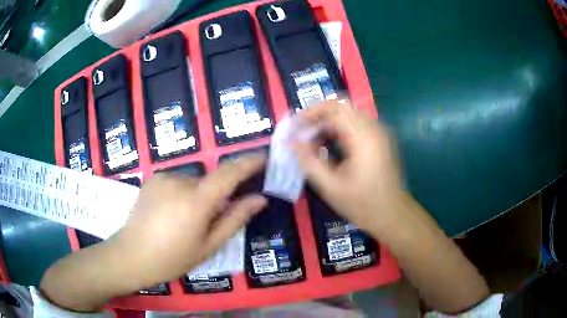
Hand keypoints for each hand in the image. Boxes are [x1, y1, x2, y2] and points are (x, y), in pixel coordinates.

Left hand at [109, 156, 266, 288]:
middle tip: (209, 221)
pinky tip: (170, 214)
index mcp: (196, 201)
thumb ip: (235, 219)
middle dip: (217, 196)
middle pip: (210, 181)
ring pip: (193, 182)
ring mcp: (163, 177)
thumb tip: (259, 199)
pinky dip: (182, 193)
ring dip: (197, 196)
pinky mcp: (152, 179)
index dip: (249, 163)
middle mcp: (180, 181)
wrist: (131, 256)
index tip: (264, 159)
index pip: (229, 173)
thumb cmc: (172, 258)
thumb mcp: (209, 246)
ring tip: (185, 221)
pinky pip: (177, 182)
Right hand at [296, 99, 402, 234]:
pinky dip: (340, 127)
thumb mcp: (331, 187)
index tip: (295, 126)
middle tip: (302, 130)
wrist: (393, 215)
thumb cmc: (363, 204)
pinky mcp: (381, 139)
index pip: (334, 108)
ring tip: (312, 138)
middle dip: (319, 113)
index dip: (310, 112)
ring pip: (349, 112)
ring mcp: (379, 133)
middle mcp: (373, 129)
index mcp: (362, 138)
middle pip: (342, 105)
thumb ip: (309, 161)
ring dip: (329, 120)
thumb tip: (291, 143)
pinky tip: (330, 144)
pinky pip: (357, 122)